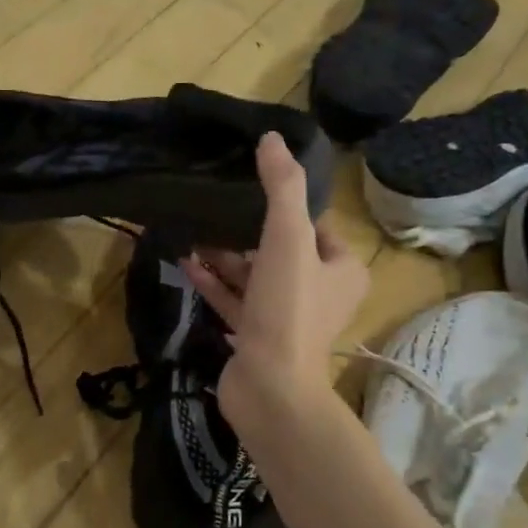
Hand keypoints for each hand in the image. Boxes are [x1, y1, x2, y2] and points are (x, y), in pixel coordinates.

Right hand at [182, 132, 368, 414]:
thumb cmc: (288, 308)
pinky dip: (214, 283)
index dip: (286, 206)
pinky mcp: (256, 338)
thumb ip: (282, 187)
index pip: (315, 225)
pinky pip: (234, 302)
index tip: (251, 187)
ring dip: (225, 257)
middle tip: (215, 208)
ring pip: (254, 276)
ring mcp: (285, 317)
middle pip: (280, 250)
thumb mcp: (289, 238)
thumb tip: (272, 139)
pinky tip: (186, 263)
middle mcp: (319, 292)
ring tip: (193, 232)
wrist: (270, 388)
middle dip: (246, 232)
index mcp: (341, 269)